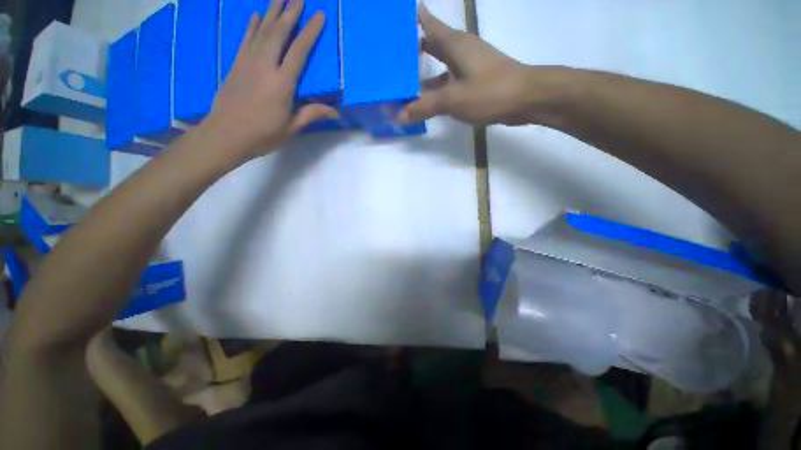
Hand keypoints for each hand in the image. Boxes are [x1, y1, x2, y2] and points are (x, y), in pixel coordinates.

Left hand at [203, 0, 337, 159]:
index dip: (309, 32)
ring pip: (262, 31)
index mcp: (282, 83)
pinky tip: (257, 16)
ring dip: (272, 13)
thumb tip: (336, 113)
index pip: (299, 51)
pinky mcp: (236, 65)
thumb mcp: (292, 127)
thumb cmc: (263, 134)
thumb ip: (312, 114)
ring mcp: (247, 62)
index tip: (318, 15)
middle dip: (290, 13)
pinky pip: (246, 40)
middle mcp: (265, 66)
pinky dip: (252, 26)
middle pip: (279, 33)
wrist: (226, 135)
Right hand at [398, 5, 543, 125]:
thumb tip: (398, 116)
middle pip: (431, 44)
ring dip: (423, 74)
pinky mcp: (474, 81)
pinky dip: (436, 89)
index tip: (393, 20)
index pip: (427, 22)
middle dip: (412, 50)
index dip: (411, 17)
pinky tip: (427, 100)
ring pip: (440, 66)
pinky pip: (449, 82)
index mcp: (453, 43)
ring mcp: (468, 66)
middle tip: (391, 59)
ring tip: (403, 83)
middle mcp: (460, 50)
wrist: (526, 99)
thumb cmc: (489, 91)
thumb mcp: (452, 100)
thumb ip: (424, 107)